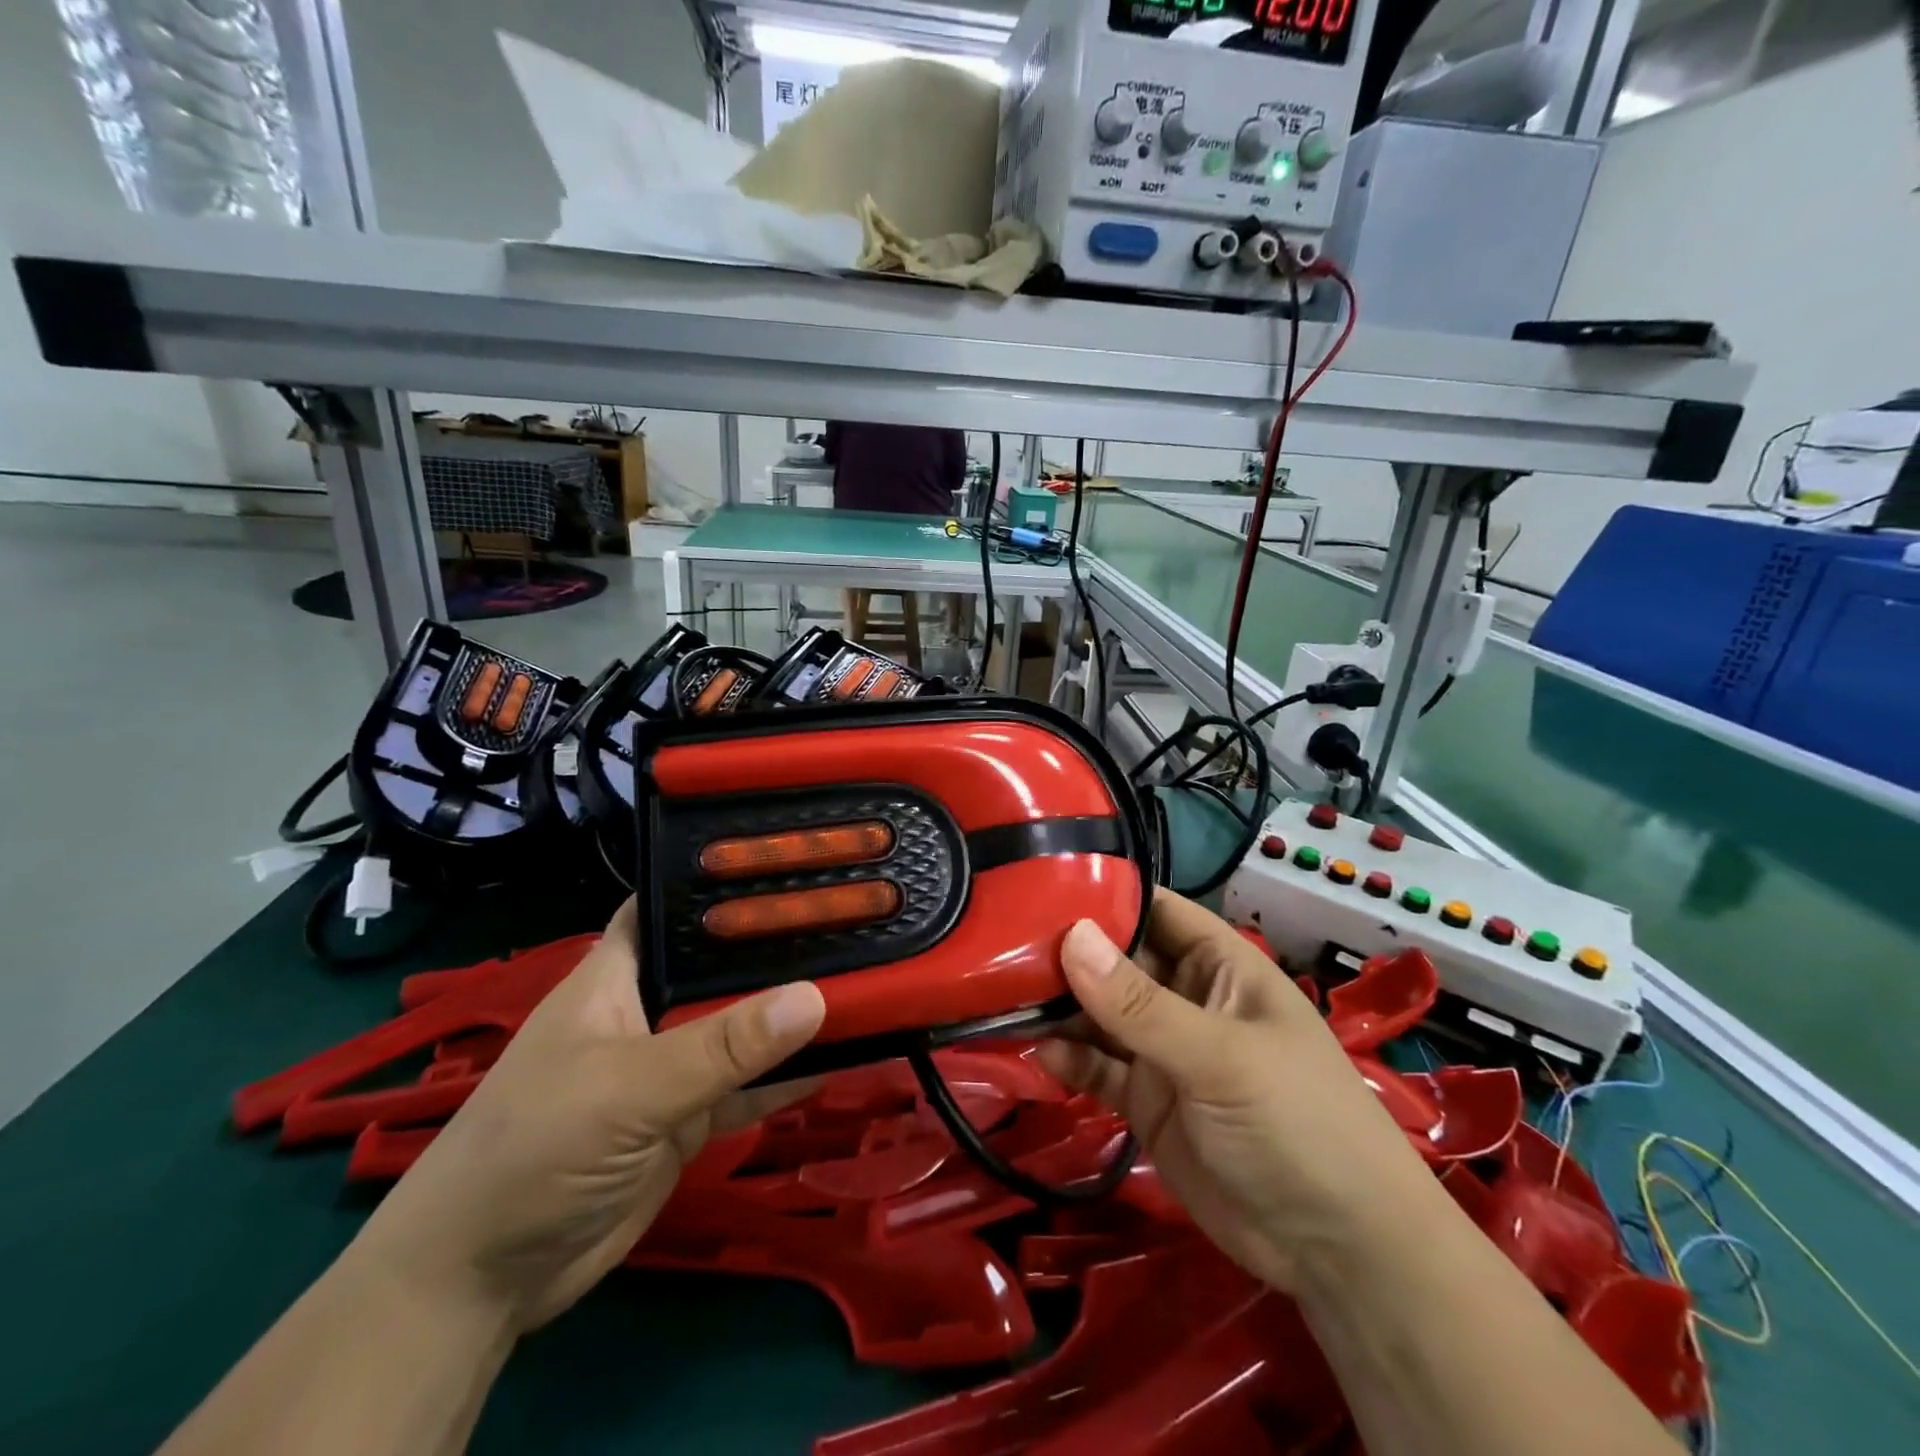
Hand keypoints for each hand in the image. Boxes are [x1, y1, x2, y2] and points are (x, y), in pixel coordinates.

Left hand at [348, 900, 825, 1334]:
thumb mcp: (628, 1087)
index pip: (674, 904)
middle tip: (858, 919)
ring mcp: (670, 1066)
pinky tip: (845, 1055)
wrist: (481, 1283)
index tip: (794, 862)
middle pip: (722, 966)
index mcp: (619, 973)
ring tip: (868, 977)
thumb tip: (814, 996)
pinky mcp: (687, 1119)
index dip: (725, 881)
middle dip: (779, 947)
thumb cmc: (534, 1148)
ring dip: (791, 1014)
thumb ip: (721, 1046)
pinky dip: (788, 1076)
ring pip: (742, 1027)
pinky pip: (749, 1087)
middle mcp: (649, 1008)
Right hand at [1039, 891, 1438, 1292]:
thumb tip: (1069, 936)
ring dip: (1058, 1006)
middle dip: (1065, 951)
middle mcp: (1186, 997)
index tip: (1036, 881)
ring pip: (1099, 1013)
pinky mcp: (1145, 1100)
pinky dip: (1068, 1058)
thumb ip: (1140, 1003)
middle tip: (997, 941)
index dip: (1103, 893)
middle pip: (1116, 959)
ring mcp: (1163, 1049)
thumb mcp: (1219, 1056)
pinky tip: (1038, 1053)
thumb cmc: (1297, 1122)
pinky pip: (1097, 1067)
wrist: (1338, 1251)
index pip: (1154, 909)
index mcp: (1218, 964)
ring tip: (1001, 993)